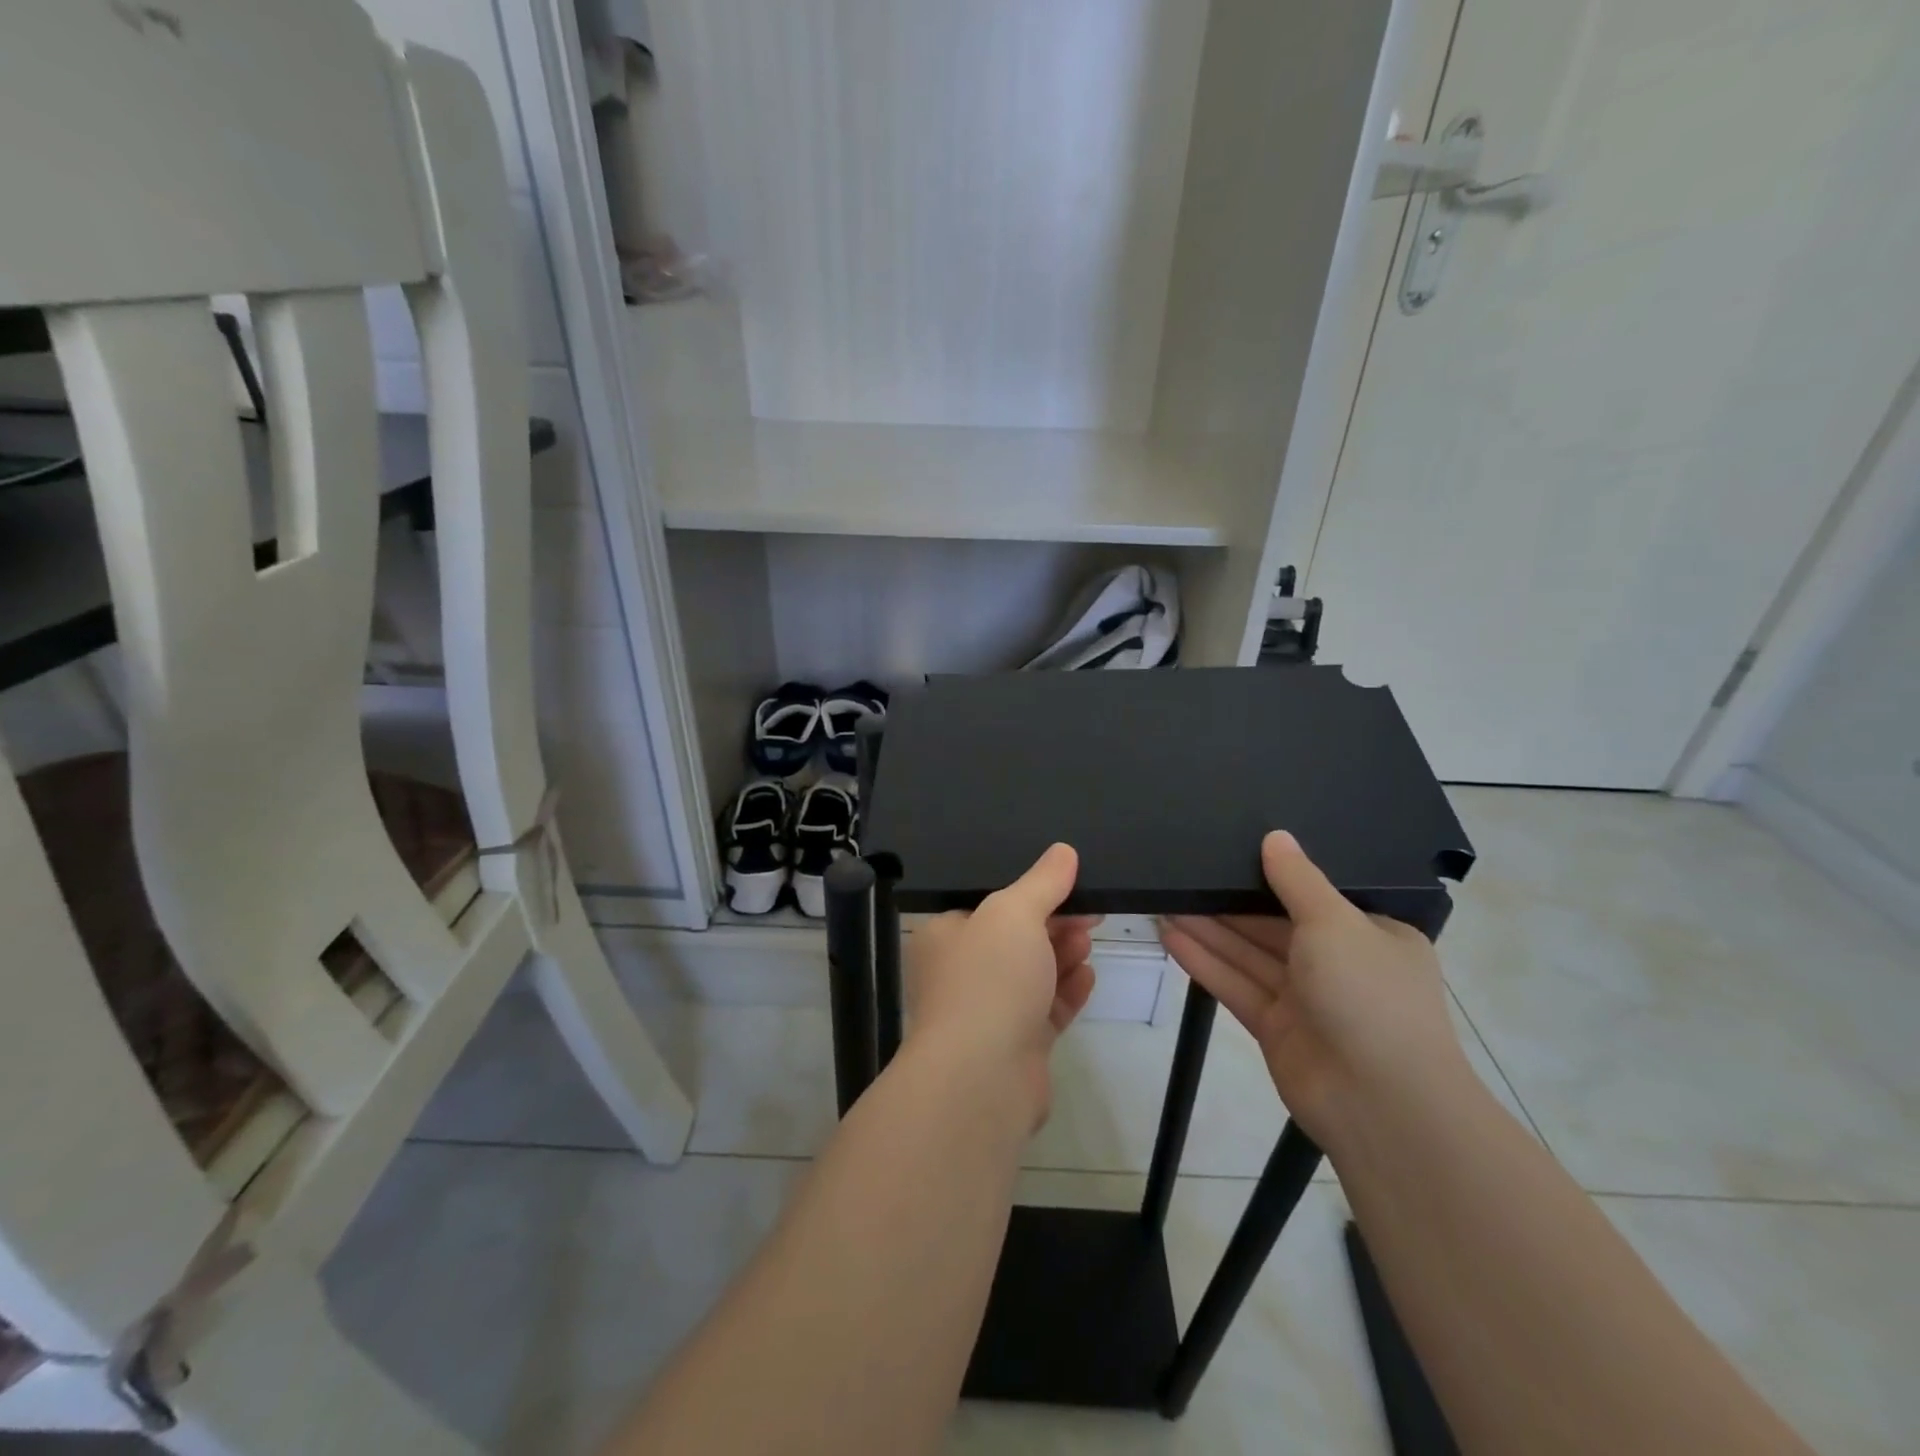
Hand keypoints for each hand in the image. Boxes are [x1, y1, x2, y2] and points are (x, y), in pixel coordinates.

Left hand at [906, 843, 1098, 1130]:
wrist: (982, 1078)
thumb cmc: (988, 979)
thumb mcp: (1014, 913)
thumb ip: (1042, 881)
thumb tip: (1063, 851)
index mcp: (945, 936)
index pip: (988, 904)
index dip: (1031, 892)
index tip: (1069, 883)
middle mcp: (961, 973)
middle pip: (1015, 938)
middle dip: (1054, 924)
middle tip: (1091, 912)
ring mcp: (987, 1012)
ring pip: (1032, 974)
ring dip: (1063, 955)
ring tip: (1089, 940)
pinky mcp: (1015, 1046)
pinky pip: (1046, 1010)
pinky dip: (1067, 992)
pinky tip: (1089, 978)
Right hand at [1159, 831, 1468, 1148]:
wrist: (1381, 1105)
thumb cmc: (1369, 995)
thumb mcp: (1335, 923)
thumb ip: (1298, 880)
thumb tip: (1275, 836)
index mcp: (1370, 935)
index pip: (1315, 896)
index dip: (1272, 875)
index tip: (1230, 849)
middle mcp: (1340, 965)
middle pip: (1273, 925)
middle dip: (1228, 903)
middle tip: (1182, 873)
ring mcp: (1306, 1000)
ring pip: (1249, 954)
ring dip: (1209, 930)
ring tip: (1163, 900)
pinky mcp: (1276, 1029)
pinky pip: (1237, 986)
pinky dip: (1206, 963)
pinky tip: (1170, 937)